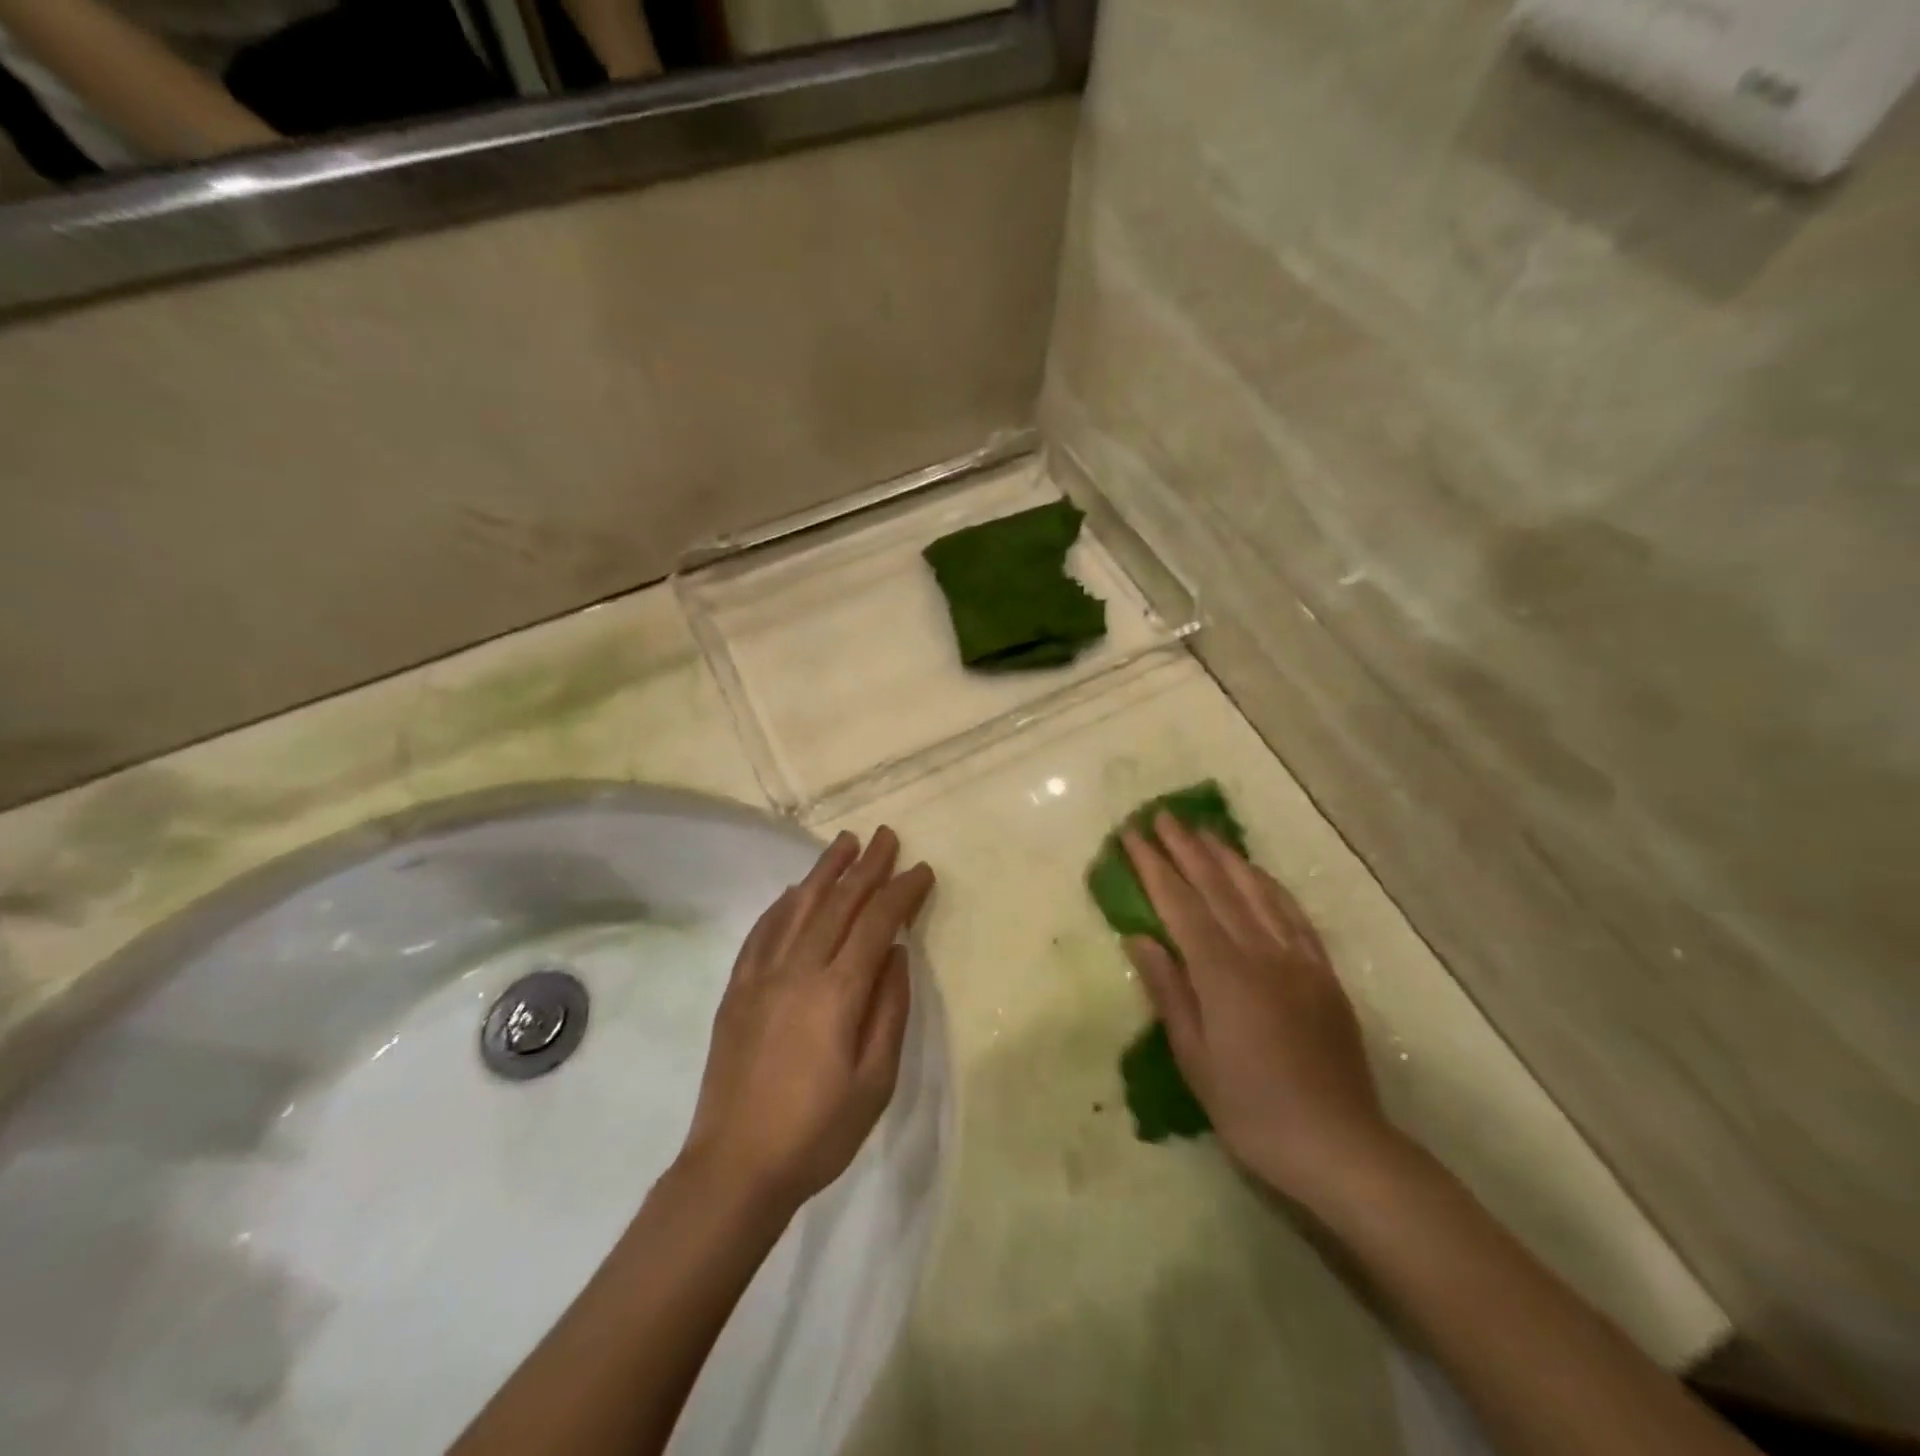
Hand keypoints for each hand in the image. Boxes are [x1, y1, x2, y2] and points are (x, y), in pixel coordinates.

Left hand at [681, 827, 934, 1213]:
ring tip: (844, 842)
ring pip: (798, 907)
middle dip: (867, 866)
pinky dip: (782, 905)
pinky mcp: (737, 989)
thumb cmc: (817, 1131)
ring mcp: (762, 976)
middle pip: (838, 903)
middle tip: (886, 836)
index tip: (921, 870)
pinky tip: (794, 891)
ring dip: (824, 871)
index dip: (901, 891)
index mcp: (838, 992)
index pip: (876, 923)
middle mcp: (799, 969)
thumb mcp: (875, 1081)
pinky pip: (762, 932)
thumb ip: (889, 1010)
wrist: (735, 1167)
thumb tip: (897, 954)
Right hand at [1121, 812, 1396, 1206]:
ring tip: (1203, 831)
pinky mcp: (1323, 974)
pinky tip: (1256, 873)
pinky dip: (1269, 886)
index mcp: (1223, 974)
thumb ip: (1168, 991)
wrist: (1340, 1146)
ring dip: (1226, 857)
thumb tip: (1140, 938)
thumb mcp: (1195, 1059)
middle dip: (1185, 848)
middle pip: (1217, 887)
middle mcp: (1261, 954)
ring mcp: (1297, 960)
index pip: (1180, 905)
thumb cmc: (1252, 1110)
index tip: (1133, 835)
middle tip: (1162, 815)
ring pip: (1256, 892)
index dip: (1153, 867)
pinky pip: (1293, 915)